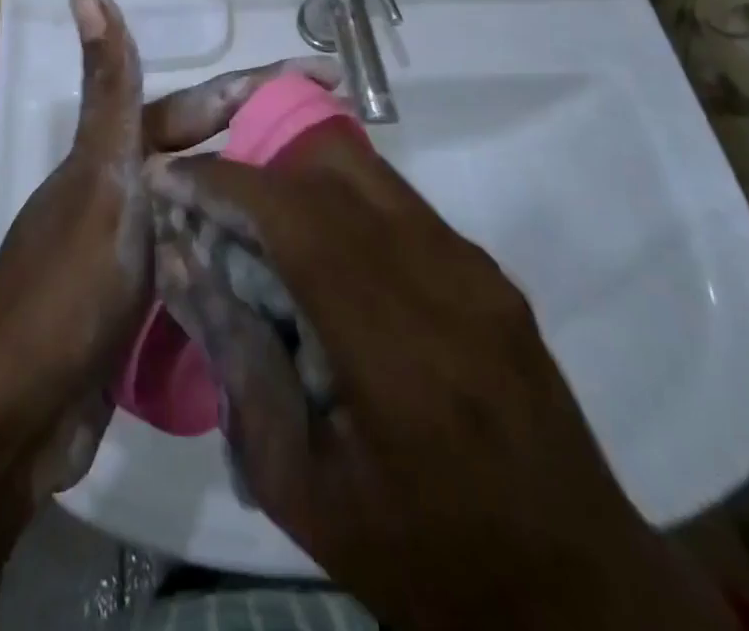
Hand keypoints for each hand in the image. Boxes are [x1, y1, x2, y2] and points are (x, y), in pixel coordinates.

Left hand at [0, 0, 338, 494]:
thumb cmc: (67, 287)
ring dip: (264, 198)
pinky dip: (245, 256)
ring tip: (332, 199)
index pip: (205, 103)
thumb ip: (108, 90)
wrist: (16, 413)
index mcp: (122, 156)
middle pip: (215, 153)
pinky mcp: (154, 305)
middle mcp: (134, 192)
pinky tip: (292, 265)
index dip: (264, 84)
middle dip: (274, 140)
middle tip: (345, 145)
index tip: (330, 75)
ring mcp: (144, 249)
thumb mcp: (100, 179)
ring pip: (215, 208)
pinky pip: (211, 263)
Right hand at [146, 129, 734, 630]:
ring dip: (297, 173)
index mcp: (397, 350)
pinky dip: (338, 198)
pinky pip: (395, 199)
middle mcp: (443, 280)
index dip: (224, 182)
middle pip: (333, 164)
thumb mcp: (303, 488)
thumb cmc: (426, 559)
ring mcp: (474, 265)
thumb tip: (183, 262)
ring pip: (366, 168)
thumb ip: (238, 363)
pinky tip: (319, 252)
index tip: (169, 176)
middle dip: (256, 160)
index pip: (296, 218)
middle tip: (211, 197)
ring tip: (257, 219)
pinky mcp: (487, 266)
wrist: (579, 590)